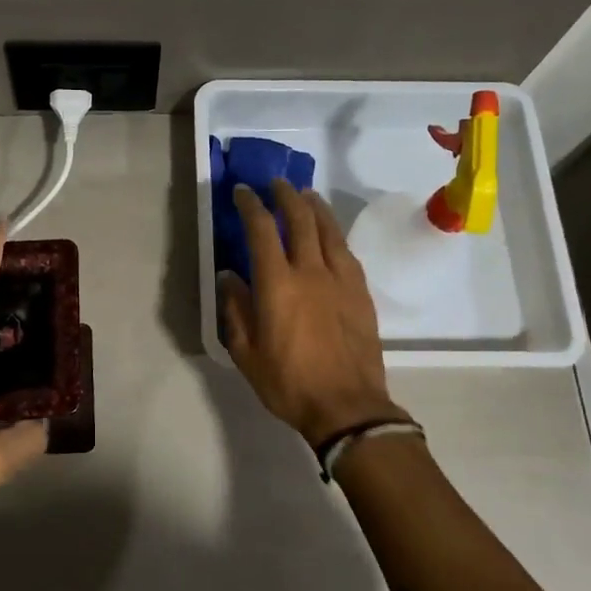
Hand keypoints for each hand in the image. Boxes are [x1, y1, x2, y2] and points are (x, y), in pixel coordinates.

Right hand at [219, 179, 405, 445]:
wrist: (347, 407)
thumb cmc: (288, 383)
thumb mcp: (246, 353)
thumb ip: (235, 310)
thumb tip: (229, 276)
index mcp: (277, 284)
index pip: (262, 229)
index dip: (250, 205)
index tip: (242, 192)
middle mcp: (311, 271)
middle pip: (300, 219)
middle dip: (286, 195)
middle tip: (276, 184)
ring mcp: (341, 280)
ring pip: (329, 230)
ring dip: (315, 207)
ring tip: (306, 195)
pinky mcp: (361, 293)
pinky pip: (347, 252)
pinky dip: (334, 235)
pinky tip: (330, 234)